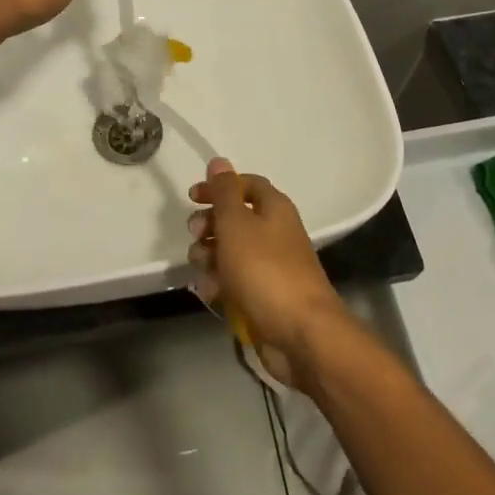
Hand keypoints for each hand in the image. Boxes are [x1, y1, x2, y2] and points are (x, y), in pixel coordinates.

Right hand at [188, 158, 349, 387]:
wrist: (301, 333)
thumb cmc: (265, 270)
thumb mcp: (237, 224)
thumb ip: (224, 192)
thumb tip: (218, 161)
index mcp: (274, 208)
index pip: (245, 185)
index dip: (218, 187)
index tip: (192, 197)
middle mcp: (275, 233)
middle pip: (235, 219)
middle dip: (209, 226)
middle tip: (196, 236)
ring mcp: (270, 266)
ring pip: (231, 253)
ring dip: (210, 258)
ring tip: (204, 271)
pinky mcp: (264, 296)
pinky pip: (235, 282)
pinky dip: (221, 285)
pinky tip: (211, 294)